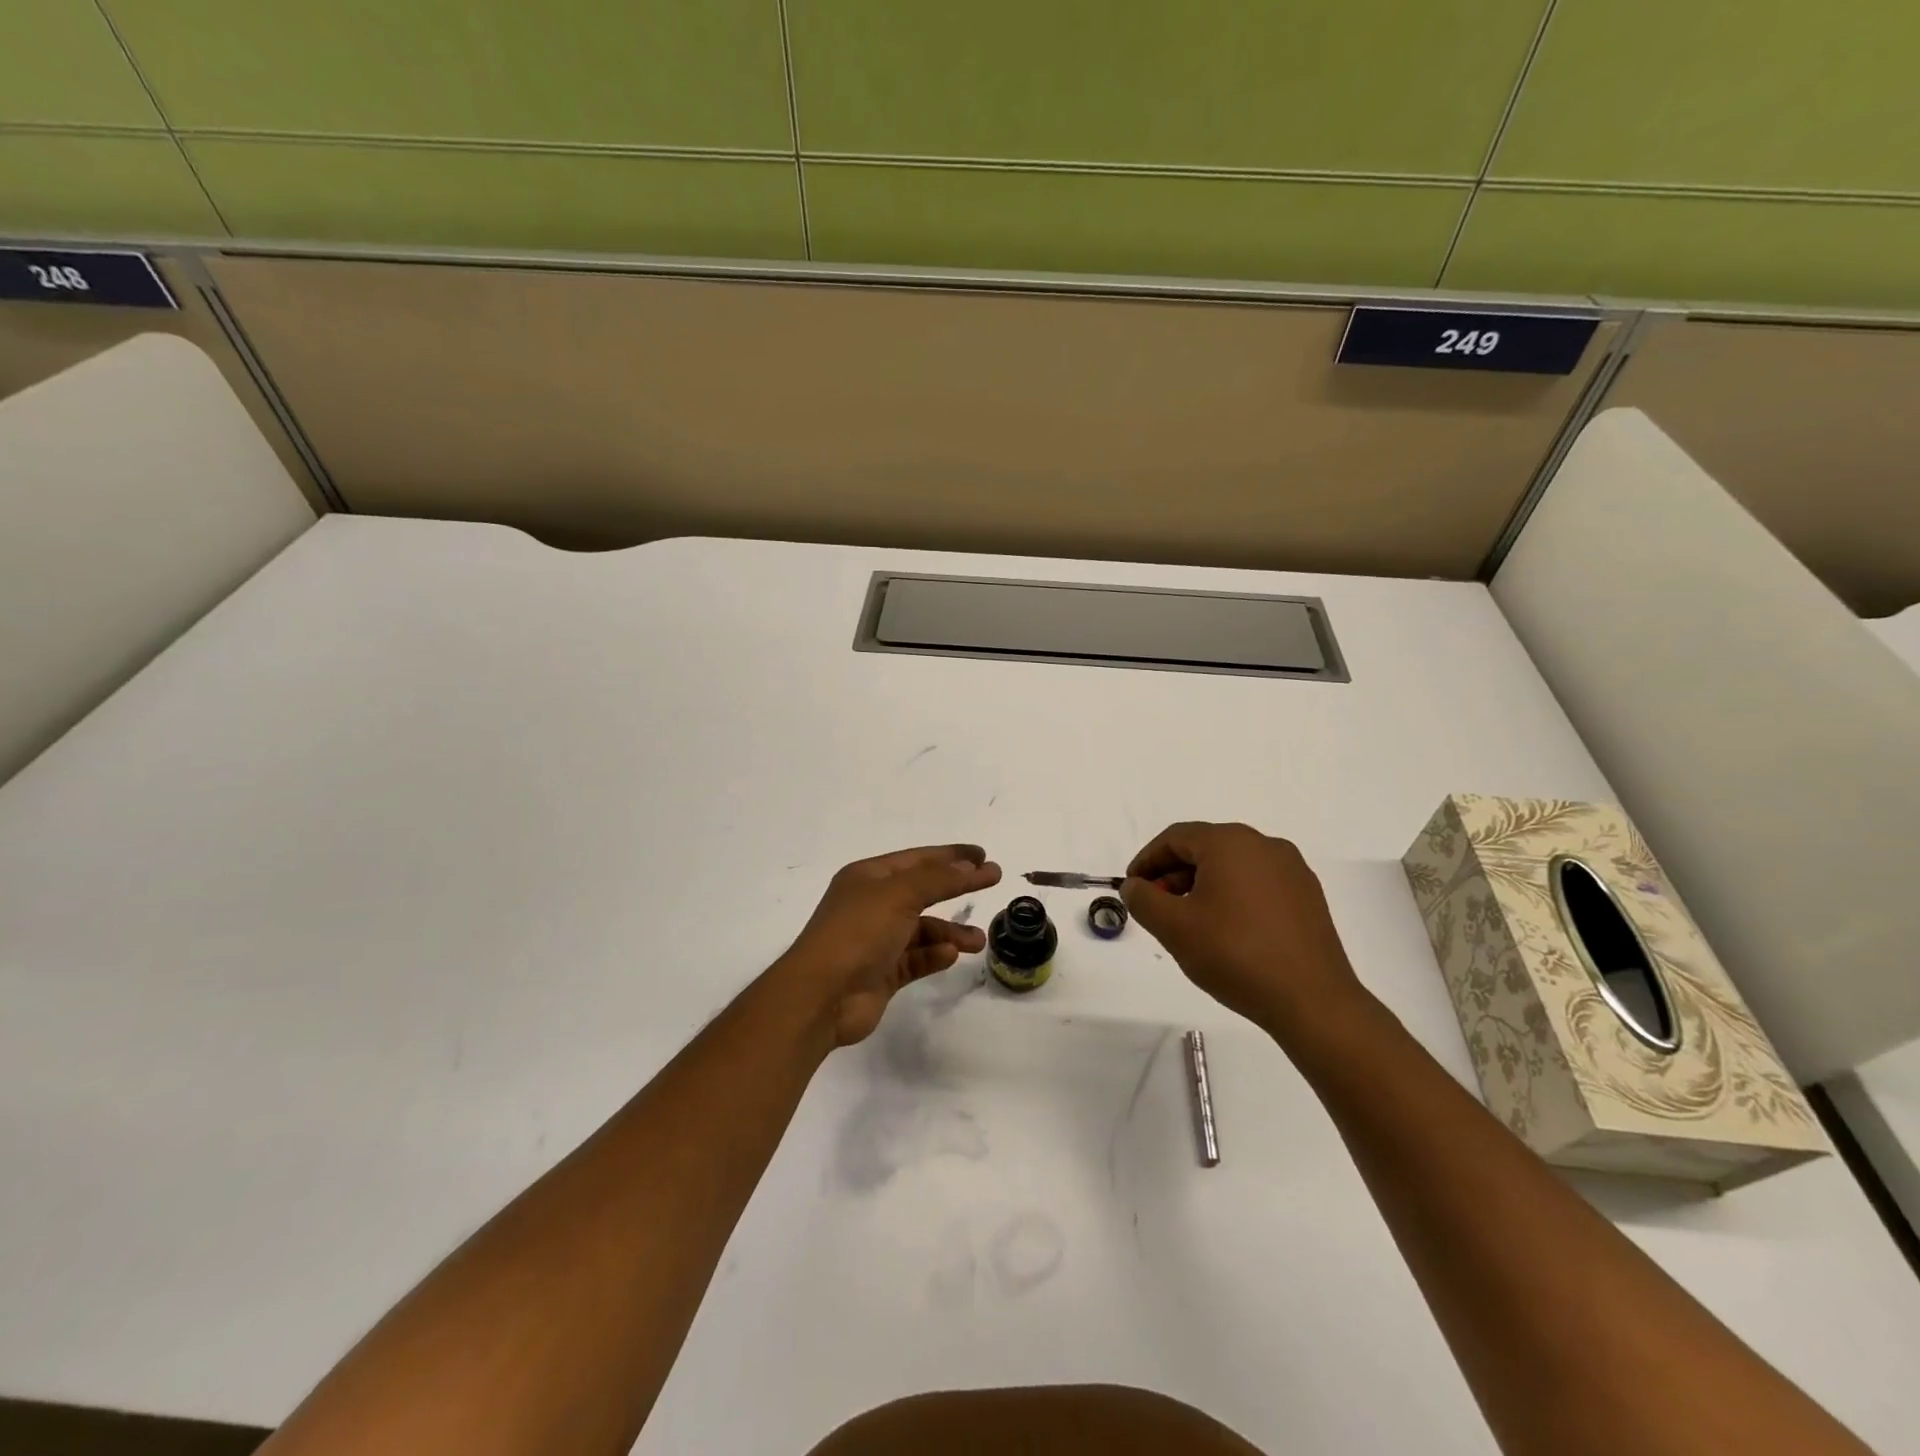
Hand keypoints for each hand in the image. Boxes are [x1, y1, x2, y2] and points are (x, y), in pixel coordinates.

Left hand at [778, 844, 1002, 1046]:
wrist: (821, 996)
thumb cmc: (858, 933)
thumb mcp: (900, 895)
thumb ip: (940, 879)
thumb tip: (974, 865)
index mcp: (868, 877)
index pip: (917, 859)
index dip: (951, 856)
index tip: (983, 855)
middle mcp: (871, 904)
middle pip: (922, 891)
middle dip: (955, 888)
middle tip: (991, 885)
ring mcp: (876, 940)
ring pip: (922, 929)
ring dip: (950, 932)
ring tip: (978, 941)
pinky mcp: (881, 973)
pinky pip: (916, 959)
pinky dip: (934, 956)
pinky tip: (950, 956)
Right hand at [1122, 822, 1367, 1040]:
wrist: (1312, 1001)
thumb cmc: (1235, 955)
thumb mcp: (1174, 927)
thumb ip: (1143, 899)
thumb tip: (1135, 886)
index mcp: (1230, 842)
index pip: (1175, 837)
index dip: (1147, 860)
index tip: (1132, 888)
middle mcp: (1264, 845)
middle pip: (1205, 848)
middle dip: (1173, 874)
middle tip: (1157, 907)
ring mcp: (1292, 870)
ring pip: (1233, 866)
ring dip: (1202, 886)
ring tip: (1189, 922)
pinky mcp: (1308, 897)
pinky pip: (1258, 884)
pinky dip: (1233, 897)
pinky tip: (1227, 931)